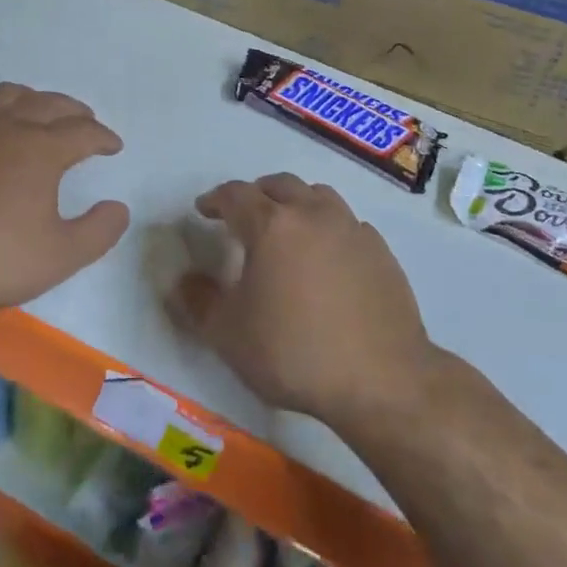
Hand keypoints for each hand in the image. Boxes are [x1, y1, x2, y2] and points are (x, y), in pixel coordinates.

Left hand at [0, 83, 128, 323]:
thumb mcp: (59, 257)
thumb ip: (98, 232)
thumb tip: (119, 208)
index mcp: (41, 149)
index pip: (84, 132)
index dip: (103, 137)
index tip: (113, 146)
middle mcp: (9, 126)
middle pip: (50, 104)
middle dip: (75, 111)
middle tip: (86, 122)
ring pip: (10, 95)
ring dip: (35, 100)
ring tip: (42, 112)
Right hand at [172, 174, 438, 427]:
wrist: (382, 381)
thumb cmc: (294, 353)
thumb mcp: (228, 335)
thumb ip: (198, 301)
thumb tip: (183, 280)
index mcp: (272, 226)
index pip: (236, 195)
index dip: (215, 199)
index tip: (204, 210)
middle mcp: (313, 215)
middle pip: (280, 185)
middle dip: (256, 193)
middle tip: (243, 214)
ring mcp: (352, 230)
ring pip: (319, 197)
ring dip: (296, 203)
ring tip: (287, 228)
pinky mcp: (381, 253)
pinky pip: (348, 225)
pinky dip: (329, 228)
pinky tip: (327, 257)